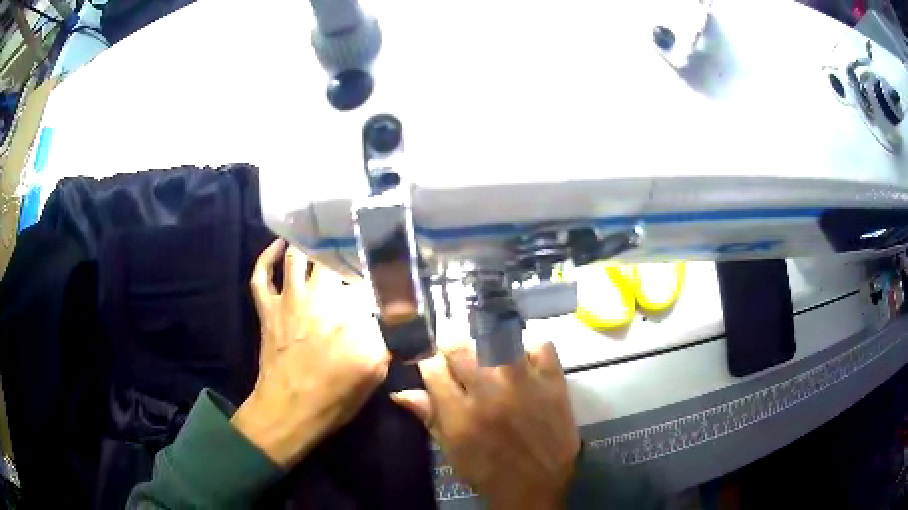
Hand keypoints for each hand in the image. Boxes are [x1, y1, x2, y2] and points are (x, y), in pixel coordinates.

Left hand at [232, 239, 390, 466]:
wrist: (290, 410)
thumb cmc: (335, 396)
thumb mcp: (375, 371)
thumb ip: (388, 336)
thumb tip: (402, 312)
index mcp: (351, 313)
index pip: (371, 278)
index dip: (382, 271)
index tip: (392, 269)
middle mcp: (320, 297)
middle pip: (334, 259)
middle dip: (347, 250)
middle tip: (357, 249)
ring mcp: (289, 299)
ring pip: (297, 257)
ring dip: (310, 246)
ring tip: (322, 239)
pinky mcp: (268, 308)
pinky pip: (261, 274)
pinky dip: (266, 257)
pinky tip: (278, 246)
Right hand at [393, 339, 580, 509]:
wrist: (543, 483)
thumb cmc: (490, 472)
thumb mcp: (453, 451)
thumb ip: (429, 418)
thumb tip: (402, 393)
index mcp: (460, 414)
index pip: (432, 367)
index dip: (430, 364)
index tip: (436, 368)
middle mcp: (488, 392)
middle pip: (460, 346)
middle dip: (453, 350)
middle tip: (461, 362)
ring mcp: (524, 382)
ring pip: (496, 338)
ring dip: (487, 345)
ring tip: (490, 358)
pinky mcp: (553, 379)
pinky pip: (538, 344)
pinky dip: (528, 348)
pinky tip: (523, 362)